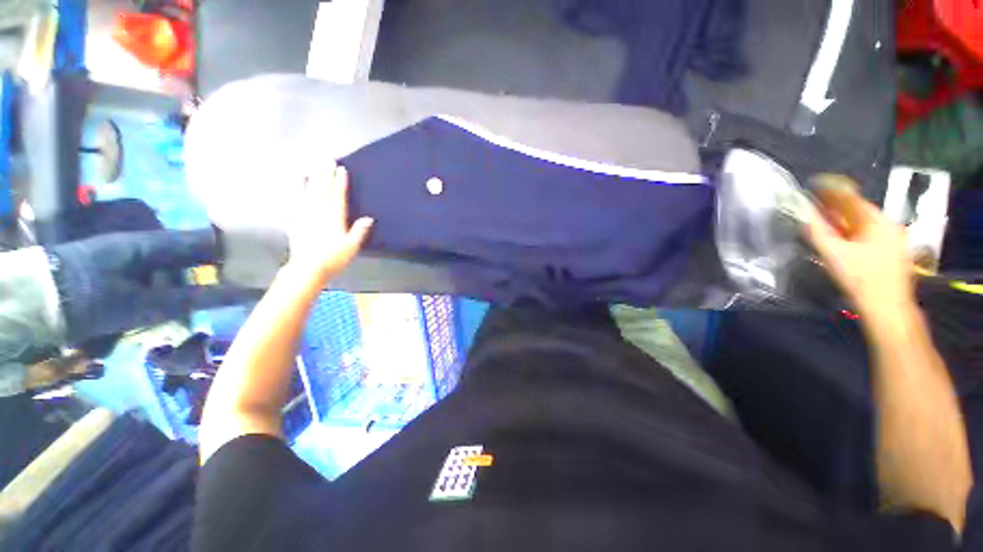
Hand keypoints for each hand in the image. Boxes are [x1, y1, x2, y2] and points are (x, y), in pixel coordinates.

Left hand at [287, 161, 373, 278]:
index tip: (341, 169)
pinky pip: (299, 200)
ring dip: (314, 178)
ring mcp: (306, 215)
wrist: (307, 268)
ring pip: (310, 192)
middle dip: (326, 175)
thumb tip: (369, 218)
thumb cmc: (333, 258)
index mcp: (334, 218)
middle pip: (323, 190)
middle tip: (328, 160)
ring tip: (316, 167)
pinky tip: (300, 182)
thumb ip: (359, 231)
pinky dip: (300, 189)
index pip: (337, 196)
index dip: (340, 183)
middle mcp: (319, 213)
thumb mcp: (351, 247)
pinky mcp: (297, 220)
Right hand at [805, 174, 912, 317]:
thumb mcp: (834, 255)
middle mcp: (887, 224)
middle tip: (815, 204)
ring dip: (843, 219)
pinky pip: (869, 232)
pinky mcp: (892, 250)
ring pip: (863, 221)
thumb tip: (803, 213)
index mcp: (875, 221)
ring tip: (825, 220)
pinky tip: (842, 237)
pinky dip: (853, 230)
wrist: (888, 308)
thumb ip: (817, 231)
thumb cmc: (860, 279)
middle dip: (835, 206)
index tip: (814, 183)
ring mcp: (893, 237)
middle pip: (857, 209)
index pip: (850, 198)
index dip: (831, 190)